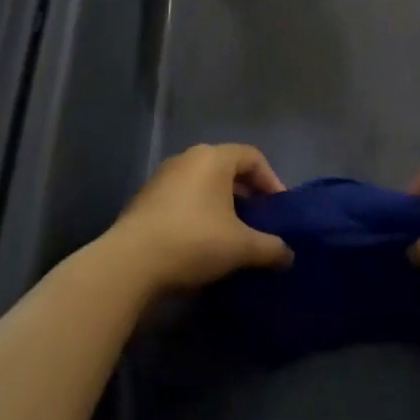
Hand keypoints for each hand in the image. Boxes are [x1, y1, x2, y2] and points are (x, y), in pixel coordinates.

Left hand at [103, 144, 292, 296]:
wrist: (130, 263)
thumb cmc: (194, 241)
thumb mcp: (242, 247)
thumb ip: (271, 247)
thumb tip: (289, 255)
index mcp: (213, 158)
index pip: (252, 157)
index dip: (271, 181)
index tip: (278, 211)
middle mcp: (187, 159)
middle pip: (227, 169)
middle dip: (247, 195)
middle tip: (259, 222)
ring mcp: (162, 177)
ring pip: (203, 185)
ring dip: (221, 206)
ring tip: (232, 236)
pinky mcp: (145, 199)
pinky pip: (183, 199)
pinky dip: (198, 214)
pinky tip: (202, 243)